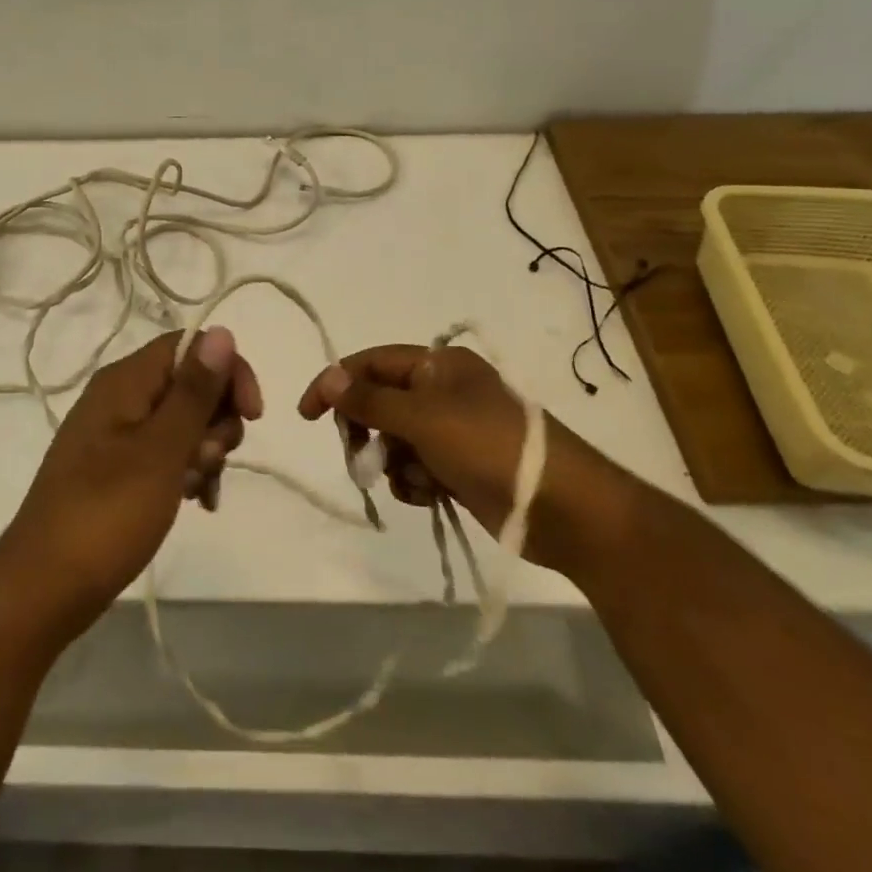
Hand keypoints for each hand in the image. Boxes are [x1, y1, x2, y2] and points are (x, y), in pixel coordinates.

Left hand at [0, 327, 260, 635]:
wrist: (44, 588)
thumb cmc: (106, 514)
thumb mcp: (160, 450)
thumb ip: (193, 391)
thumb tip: (221, 330)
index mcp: (125, 381)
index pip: (190, 346)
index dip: (228, 371)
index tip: (253, 415)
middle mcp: (120, 397)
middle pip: (189, 382)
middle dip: (217, 418)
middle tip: (210, 459)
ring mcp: (117, 435)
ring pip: (183, 421)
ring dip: (206, 450)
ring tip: (199, 489)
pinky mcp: (117, 469)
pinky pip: (166, 453)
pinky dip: (188, 471)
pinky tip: (198, 503)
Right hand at [298, 344, 629, 568]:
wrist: (564, 508)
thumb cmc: (489, 447)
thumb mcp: (423, 418)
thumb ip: (370, 400)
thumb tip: (328, 376)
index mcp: (438, 365)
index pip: (371, 363)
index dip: (336, 383)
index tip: (307, 415)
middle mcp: (443, 391)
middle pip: (380, 403)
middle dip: (367, 431)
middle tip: (359, 456)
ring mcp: (453, 431)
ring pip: (395, 441)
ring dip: (393, 462)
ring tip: (416, 481)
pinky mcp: (461, 468)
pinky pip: (417, 468)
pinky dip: (415, 482)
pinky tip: (432, 495)